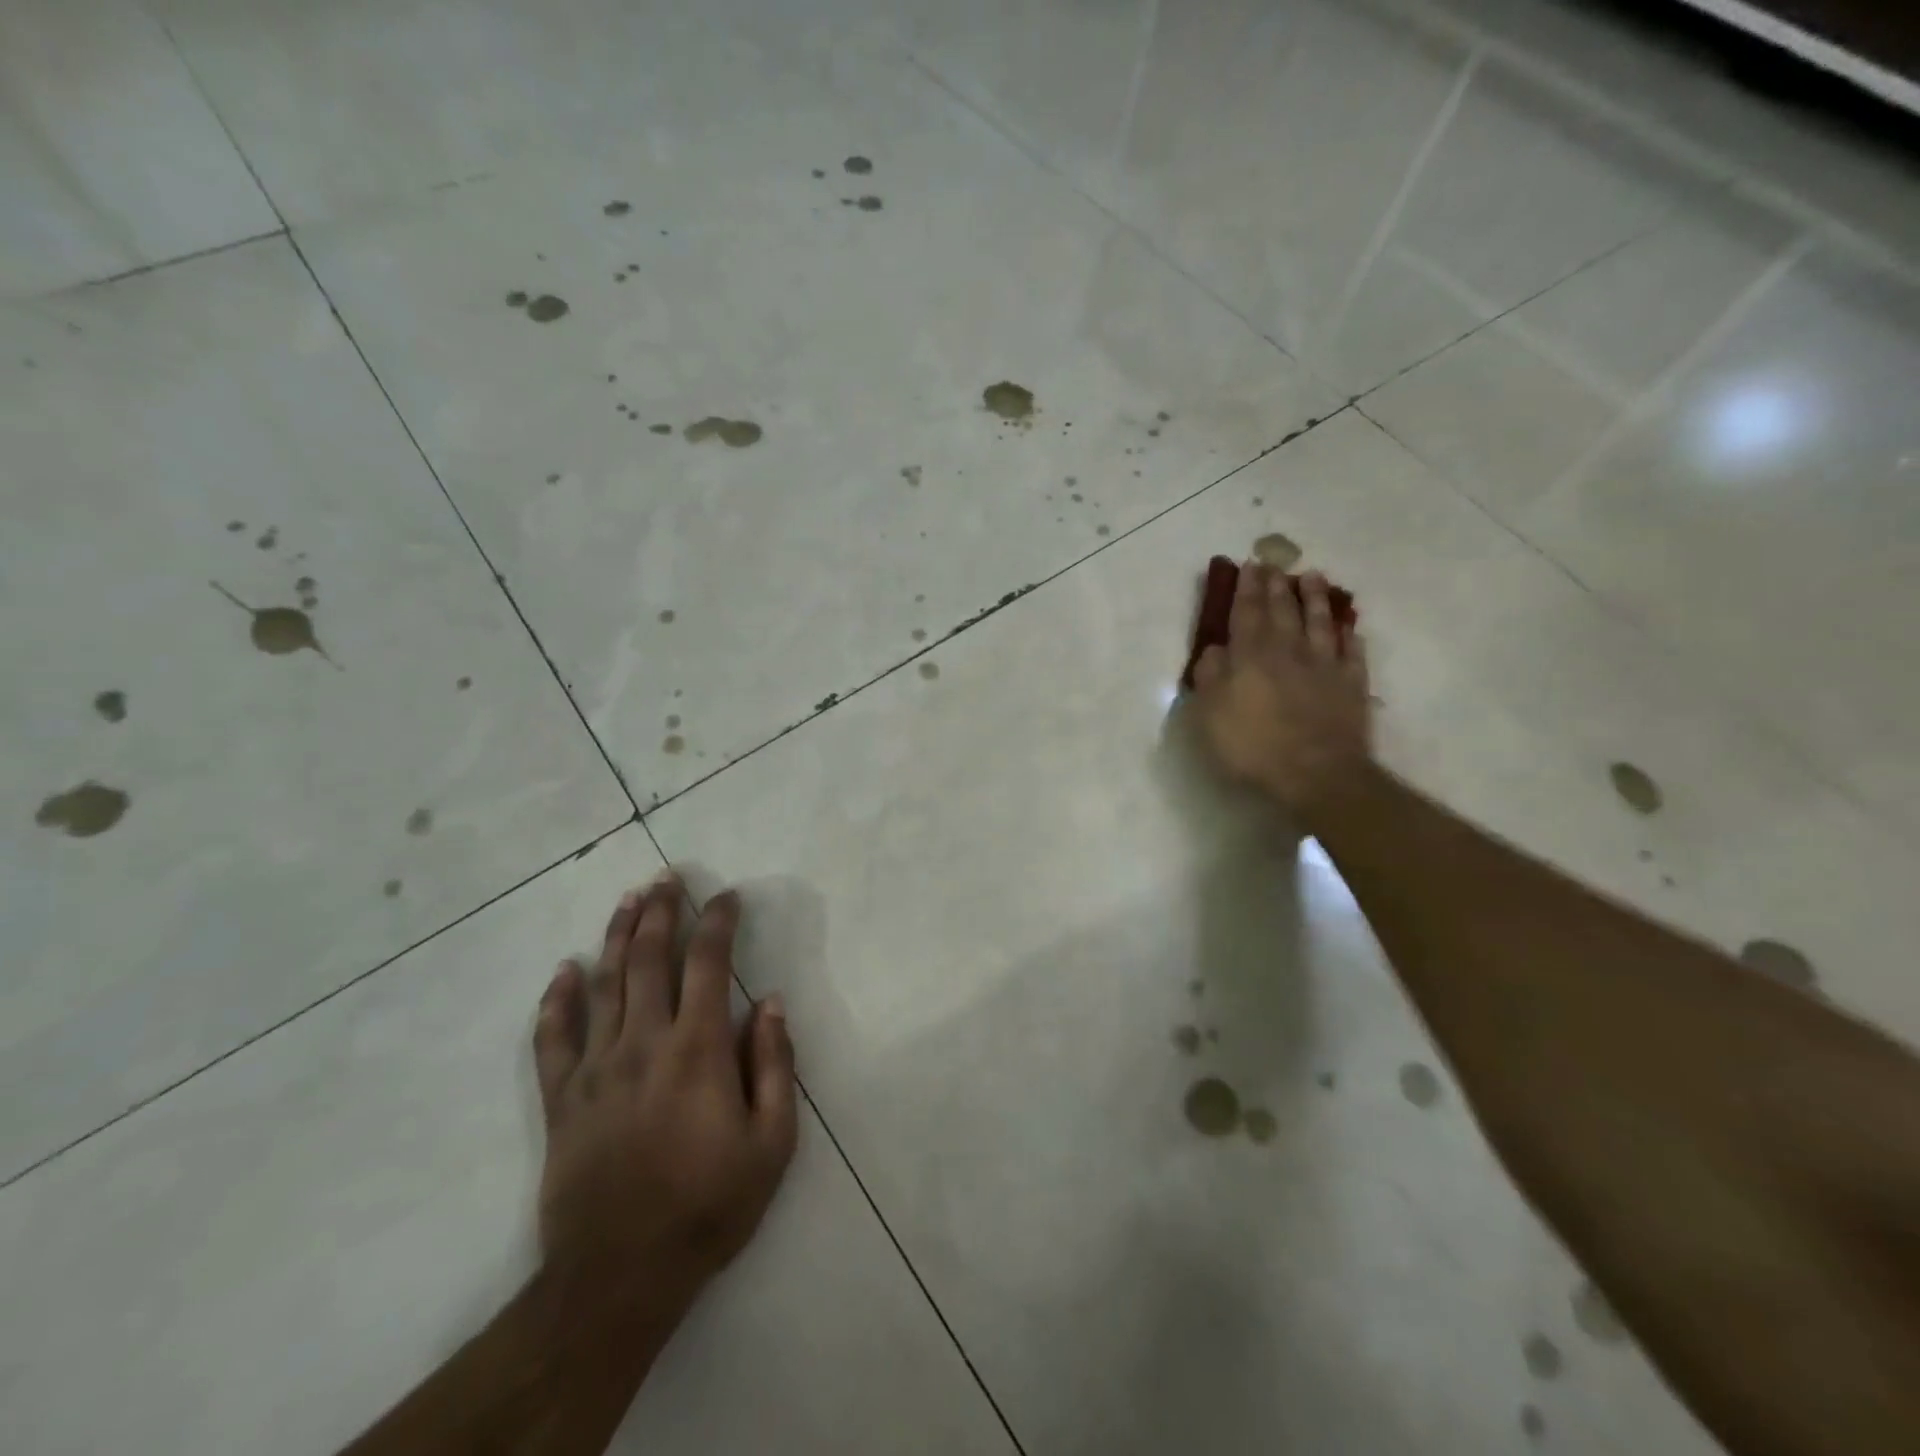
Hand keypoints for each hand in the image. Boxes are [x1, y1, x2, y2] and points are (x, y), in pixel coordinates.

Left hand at [532, 872, 797, 1323]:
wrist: (619, 1276)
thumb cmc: (708, 1206)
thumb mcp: (771, 1142)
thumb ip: (775, 1065)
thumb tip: (772, 1002)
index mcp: (698, 1049)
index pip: (709, 963)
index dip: (718, 922)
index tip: (727, 896)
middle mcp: (644, 1042)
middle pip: (649, 958)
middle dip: (661, 910)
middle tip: (667, 876)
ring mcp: (596, 1068)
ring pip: (604, 984)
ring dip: (617, 935)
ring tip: (628, 899)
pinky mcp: (561, 1099)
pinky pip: (552, 1038)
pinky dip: (556, 1000)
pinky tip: (563, 971)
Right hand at [1190, 563, 1371, 818]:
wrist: (1316, 773)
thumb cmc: (1253, 744)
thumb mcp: (1211, 713)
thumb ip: (1210, 676)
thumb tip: (1214, 649)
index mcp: (1251, 655)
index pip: (1247, 613)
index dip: (1246, 589)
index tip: (1248, 566)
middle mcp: (1289, 651)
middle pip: (1283, 611)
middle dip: (1277, 587)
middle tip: (1276, 564)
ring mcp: (1325, 666)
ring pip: (1320, 623)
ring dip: (1315, 599)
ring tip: (1313, 578)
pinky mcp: (1351, 686)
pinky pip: (1351, 652)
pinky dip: (1348, 637)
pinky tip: (1347, 627)